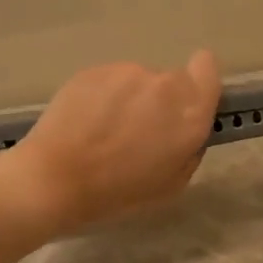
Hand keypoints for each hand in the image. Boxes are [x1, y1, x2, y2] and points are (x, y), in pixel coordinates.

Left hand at [3, 50, 221, 230]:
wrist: (54, 179)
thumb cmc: (118, 193)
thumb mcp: (171, 185)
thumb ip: (188, 148)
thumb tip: (184, 130)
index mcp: (190, 112)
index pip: (208, 69)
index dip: (200, 83)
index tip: (185, 106)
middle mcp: (163, 84)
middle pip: (173, 80)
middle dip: (162, 101)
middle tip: (139, 134)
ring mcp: (126, 72)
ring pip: (138, 81)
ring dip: (130, 100)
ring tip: (105, 133)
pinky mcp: (93, 70)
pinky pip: (109, 82)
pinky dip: (103, 98)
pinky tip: (85, 125)